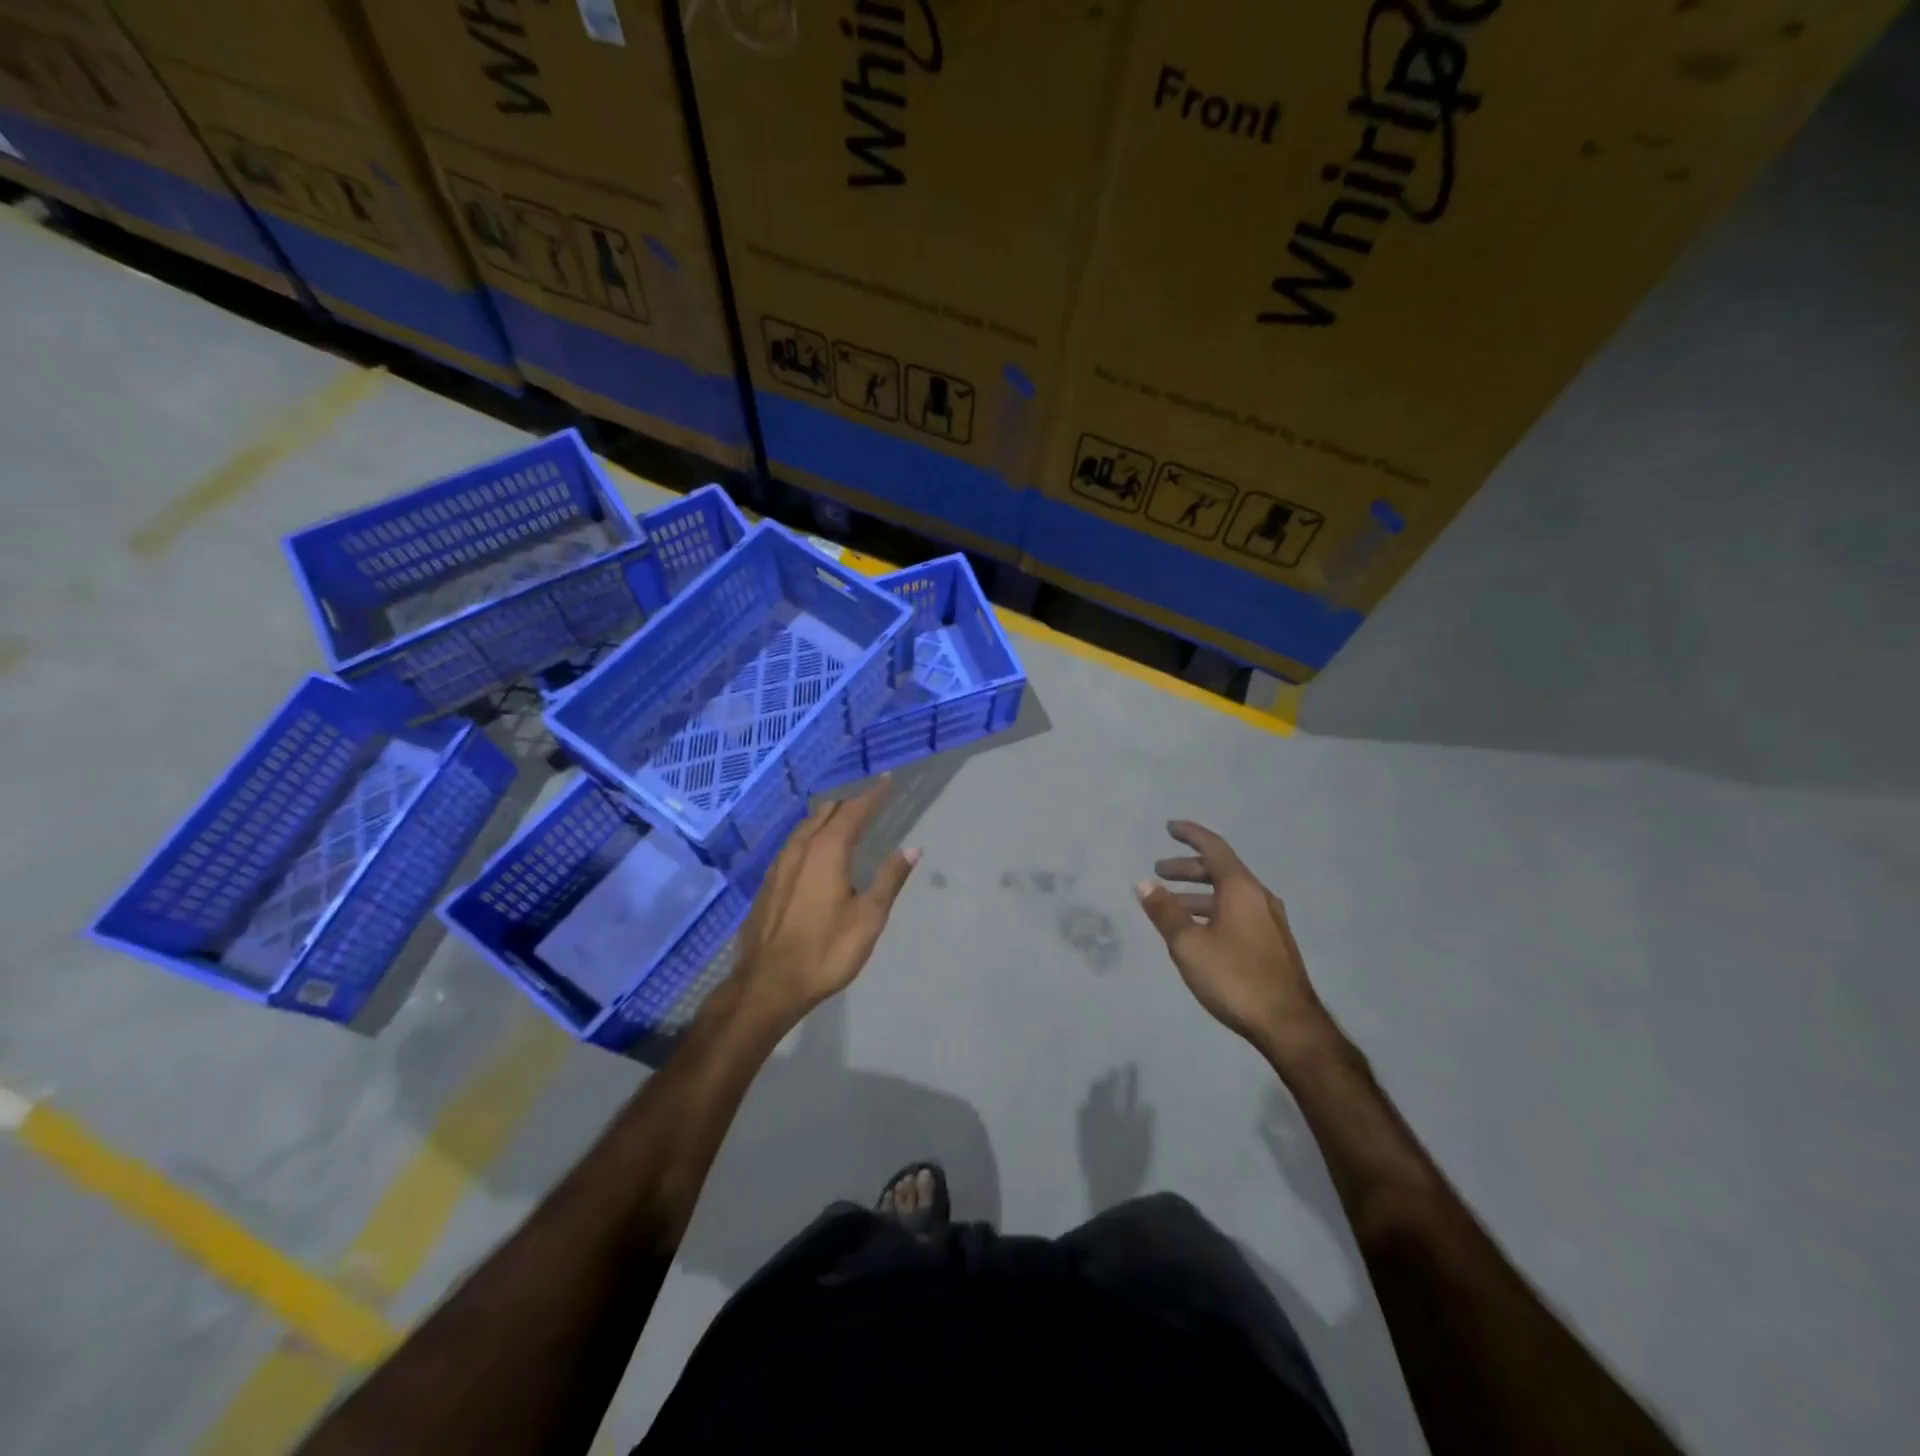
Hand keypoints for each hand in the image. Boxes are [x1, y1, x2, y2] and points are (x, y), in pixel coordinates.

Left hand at [732, 780, 918, 1020]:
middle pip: (825, 813)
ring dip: (826, 818)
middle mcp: (800, 849)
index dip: (872, 794)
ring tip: (843, 821)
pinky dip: (810, 836)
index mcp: (827, 851)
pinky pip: (793, 845)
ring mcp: (779, 866)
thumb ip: (889, 878)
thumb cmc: (826, 950)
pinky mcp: (767, 884)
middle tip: (869, 802)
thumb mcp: (868, 917)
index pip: (853, 811)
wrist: (767, 984)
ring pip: (805, 828)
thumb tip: (911, 848)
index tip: (886, 780)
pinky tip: (814, 853)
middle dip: (848, 803)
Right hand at [1136, 821, 1332, 1062]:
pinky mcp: (1272, 945)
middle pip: (1221, 870)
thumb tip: (1144, 883)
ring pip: (1228, 895)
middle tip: (1160, 872)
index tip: (1169, 827)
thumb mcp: (1188, 944)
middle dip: (1188, 868)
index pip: (1214, 848)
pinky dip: (1213, 911)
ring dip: (1198, 894)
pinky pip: (1237, 913)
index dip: (1190, 834)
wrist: (1289, 1025)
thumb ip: (1164, 911)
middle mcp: (1259, 898)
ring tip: (1171, 906)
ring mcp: (1270, 922)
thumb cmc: (1234, 977)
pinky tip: (1198, 932)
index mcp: (1242, 889)